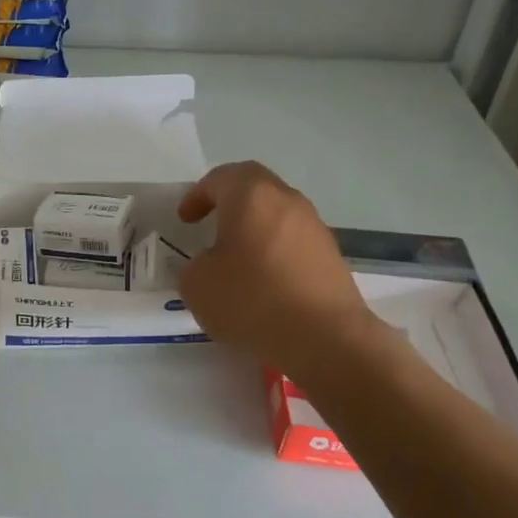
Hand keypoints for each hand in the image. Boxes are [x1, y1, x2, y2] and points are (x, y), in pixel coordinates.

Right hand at [176, 161, 379, 383]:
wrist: (325, 339)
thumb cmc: (252, 300)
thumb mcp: (197, 285)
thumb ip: (195, 266)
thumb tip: (211, 265)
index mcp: (252, 196)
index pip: (221, 177)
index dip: (198, 195)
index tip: (185, 219)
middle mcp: (288, 201)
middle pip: (255, 188)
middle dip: (230, 202)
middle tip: (211, 224)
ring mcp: (315, 228)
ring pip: (277, 215)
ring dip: (254, 228)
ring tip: (236, 259)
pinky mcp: (331, 257)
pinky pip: (294, 243)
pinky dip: (274, 252)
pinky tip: (264, 283)